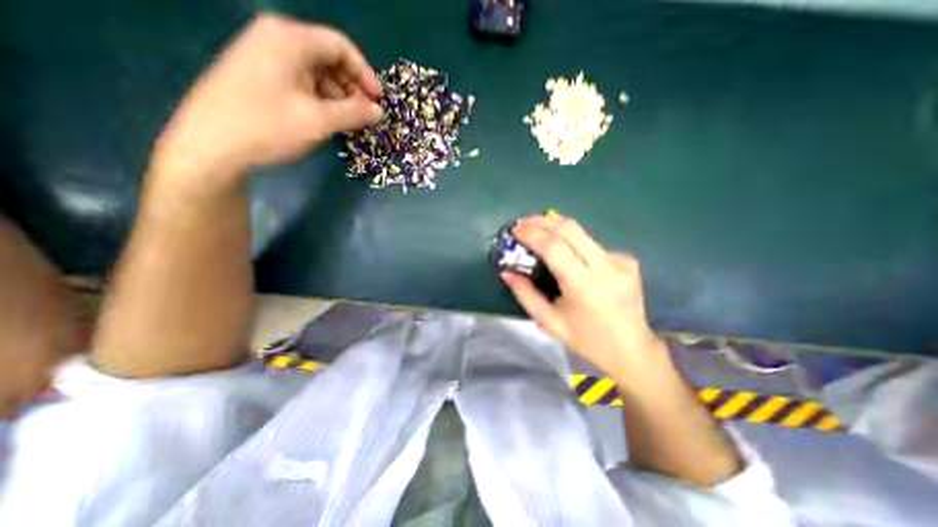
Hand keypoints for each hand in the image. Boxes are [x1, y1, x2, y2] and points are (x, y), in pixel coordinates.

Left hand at [151, 13, 381, 186]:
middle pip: (328, 58)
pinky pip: (301, 83)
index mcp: (289, 40)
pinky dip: (320, 100)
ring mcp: (264, 57)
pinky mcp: (259, 76)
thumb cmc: (269, 127)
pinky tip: (327, 120)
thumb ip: (354, 113)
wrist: (211, 145)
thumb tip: (378, 111)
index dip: (365, 74)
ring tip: (348, 123)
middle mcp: (275, 40)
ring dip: (338, 97)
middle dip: (352, 88)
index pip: (341, 47)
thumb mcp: (320, 121)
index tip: (377, 101)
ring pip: (316, 73)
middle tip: (364, 116)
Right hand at [499, 213, 666, 375]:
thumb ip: (525, 295)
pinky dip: (574, 243)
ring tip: (538, 231)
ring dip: (556, 228)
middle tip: (524, 223)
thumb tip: (507, 272)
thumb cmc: (586, 340)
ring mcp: (620, 260)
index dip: (532, 234)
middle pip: (570, 229)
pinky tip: (567, 254)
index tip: (516, 229)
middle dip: (543, 221)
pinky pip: (592, 244)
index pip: (554, 246)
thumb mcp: (549, 322)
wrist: (632, 349)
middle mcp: (606, 266)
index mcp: (584, 285)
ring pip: (582, 232)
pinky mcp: (627, 260)